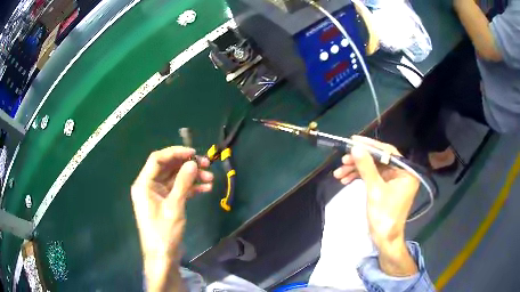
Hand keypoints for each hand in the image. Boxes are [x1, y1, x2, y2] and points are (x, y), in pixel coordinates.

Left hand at [131, 147, 213, 290]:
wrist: (163, 256)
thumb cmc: (164, 232)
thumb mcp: (174, 206)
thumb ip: (183, 183)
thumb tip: (193, 163)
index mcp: (144, 184)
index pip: (157, 159)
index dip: (175, 152)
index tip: (194, 153)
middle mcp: (149, 186)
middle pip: (168, 167)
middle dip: (187, 165)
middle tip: (207, 165)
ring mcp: (157, 194)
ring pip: (175, 178)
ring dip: (192, 177)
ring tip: (210, 178)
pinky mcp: (166, 202)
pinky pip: (178, 190)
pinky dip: (191, 188)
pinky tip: (206, 189)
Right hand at [334, 136, 418, 275]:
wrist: (384, 239)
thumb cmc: (384, 215)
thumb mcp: (374, 190)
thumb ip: (366, 167)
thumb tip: (355, 147)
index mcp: (406, 172)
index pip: (388, 152)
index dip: (370, 145)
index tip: (353, 141)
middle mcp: (402, 173)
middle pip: (378, 160)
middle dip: (359, 161)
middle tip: (343, 161)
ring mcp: (394, 180)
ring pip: (373, 168)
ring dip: (356, 170)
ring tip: (339, 173)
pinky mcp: (386, 187)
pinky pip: (372, 177)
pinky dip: (359, 177)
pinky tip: (346, 179)